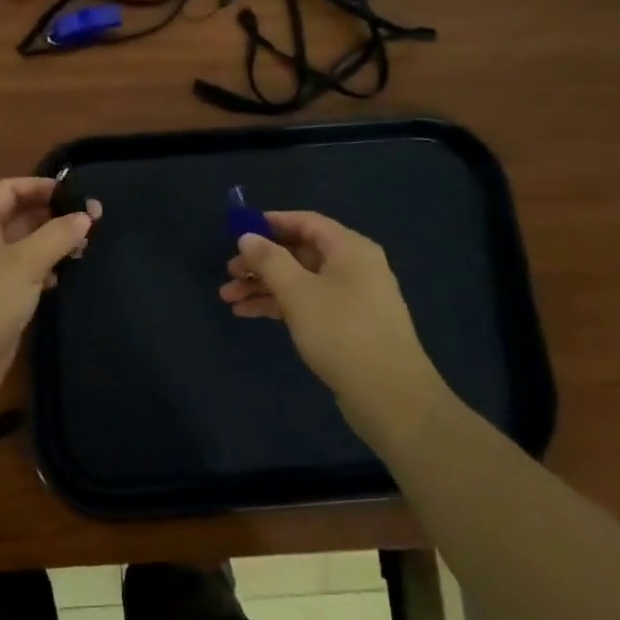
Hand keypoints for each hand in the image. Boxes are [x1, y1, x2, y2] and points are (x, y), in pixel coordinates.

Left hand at [0, 177, 101, 413]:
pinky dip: (44, 272)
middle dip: (51, 215)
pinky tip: (63, 279)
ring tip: (84, 248)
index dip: (39, 186)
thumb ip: (56, 236)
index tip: (73, 193)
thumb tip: (85, 216)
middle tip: (91, 221)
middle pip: (17, 218)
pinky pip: (23, 276)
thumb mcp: (24, 264)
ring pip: (23, 248)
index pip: (7, 190)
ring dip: (51, 244)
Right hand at [220, 210, 443, 430]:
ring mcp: (353, 298)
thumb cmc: (342, 332)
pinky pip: (308, 303)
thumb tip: (247, 236)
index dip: (270, 223)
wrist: (391, 397)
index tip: (238, 231)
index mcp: (350, 248)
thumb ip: (269, 260)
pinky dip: (280, 305)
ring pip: (301, 281)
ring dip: (265, 286)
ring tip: (229, 298)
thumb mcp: (297, 291)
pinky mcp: (348, 326)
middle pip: (300, 252)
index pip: (306, 222)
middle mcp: (354, 266)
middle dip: (261, 262)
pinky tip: (249, 314)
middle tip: (229, 273)